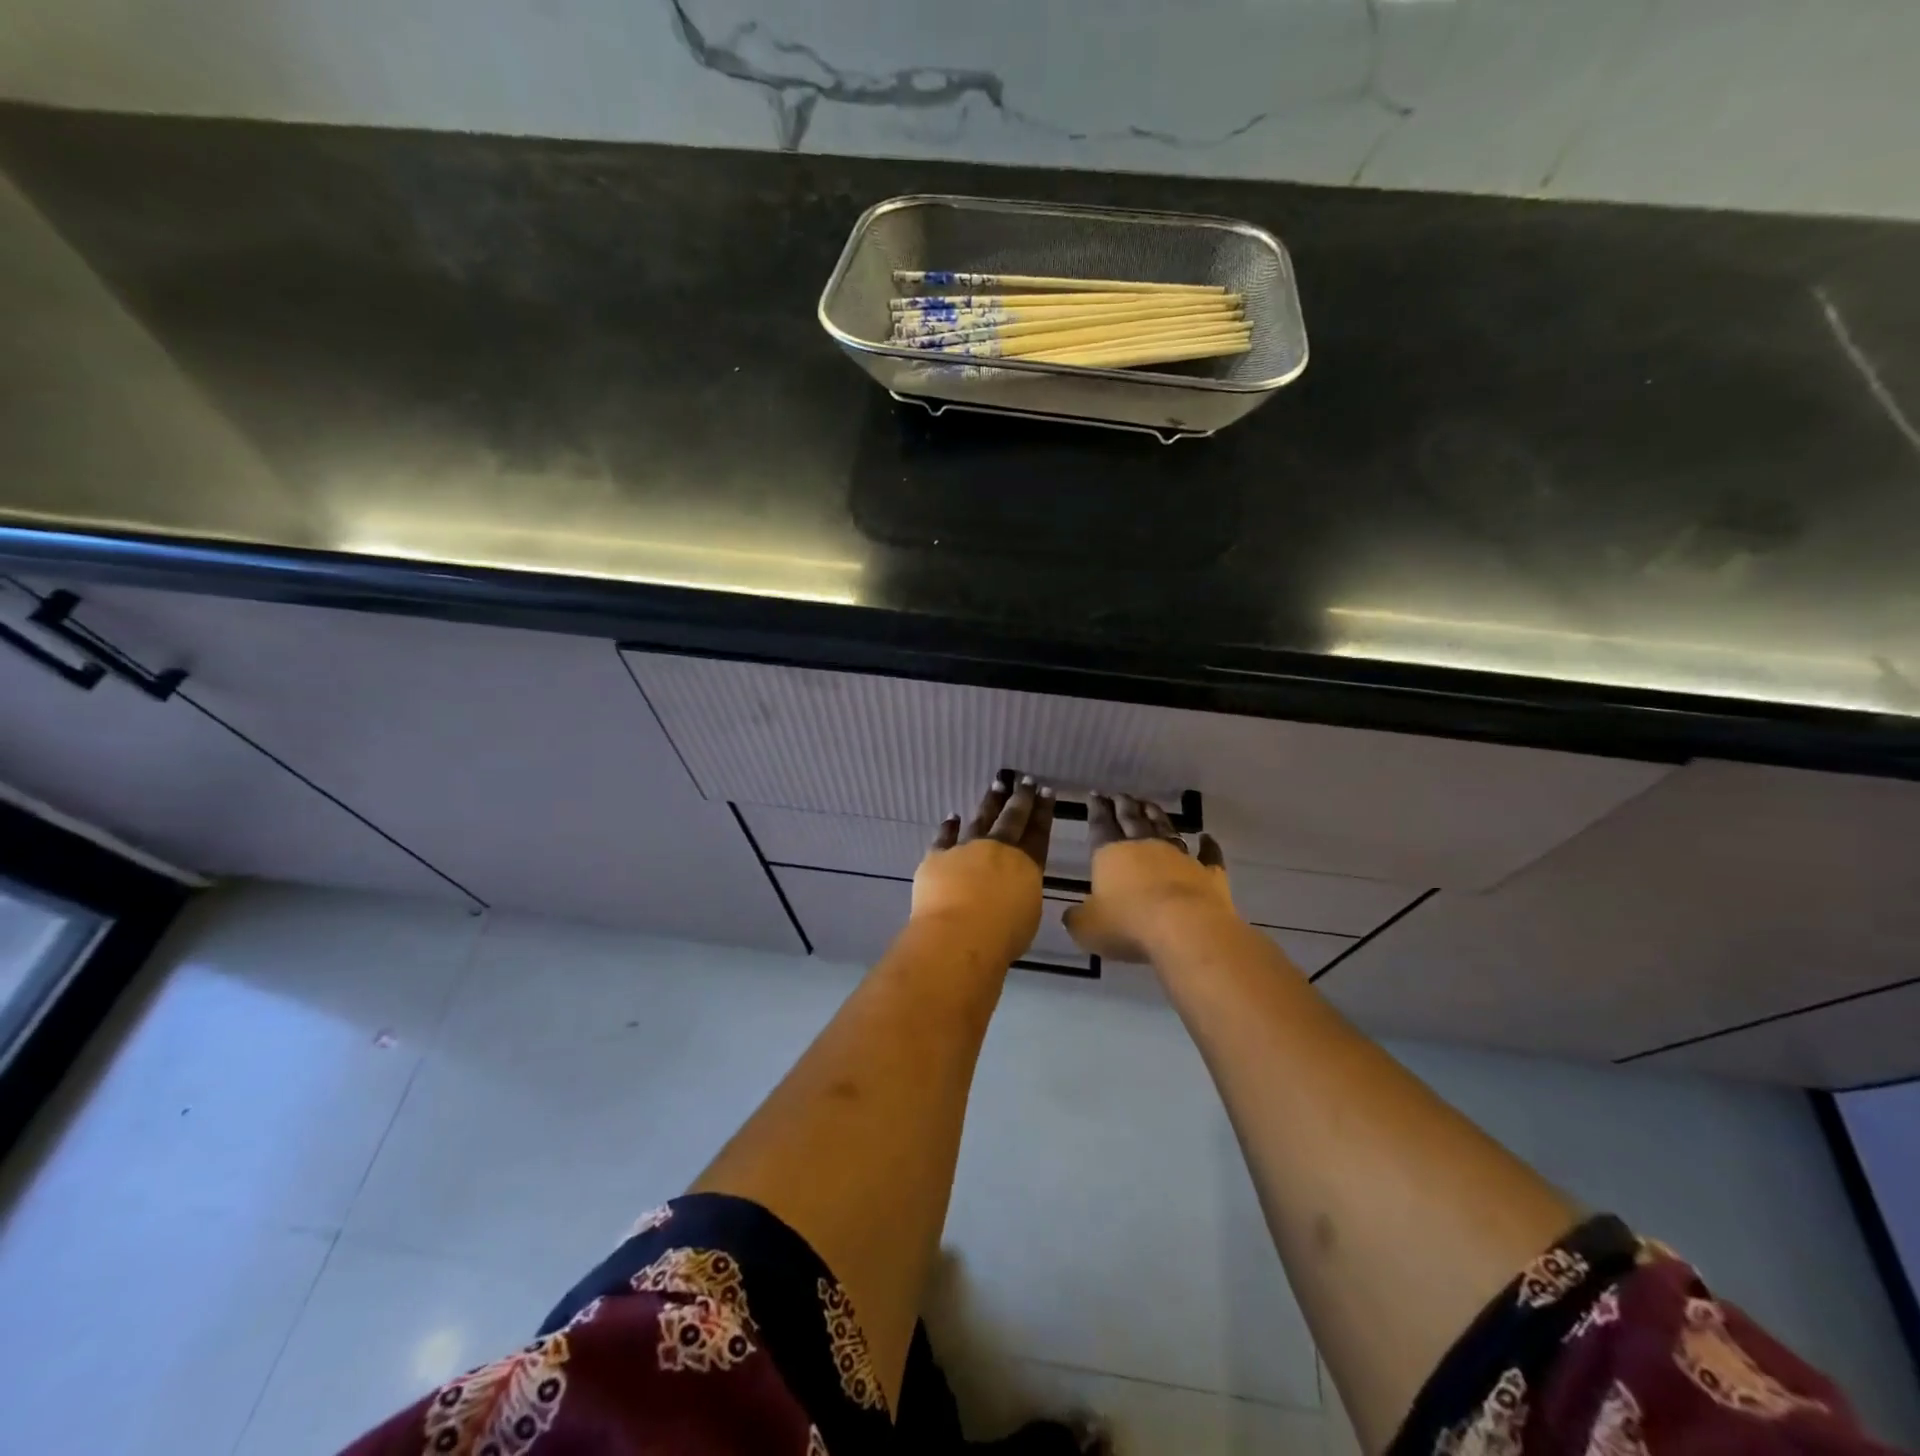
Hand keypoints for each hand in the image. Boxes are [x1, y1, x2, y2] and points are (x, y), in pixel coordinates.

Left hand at [912, 775, 1055, 964]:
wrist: (958, 935)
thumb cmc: (1002, 935)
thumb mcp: (1028, 915)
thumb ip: (1023, 893)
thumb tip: (1015, 886)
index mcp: (1026, 865)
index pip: (1038, 832)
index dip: (1043, 811)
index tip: (1045, 791)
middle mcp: (998, 849)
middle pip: (1012, 819)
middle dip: (1020, 798)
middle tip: (1024, 780)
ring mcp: (966, 849)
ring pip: (980, 820)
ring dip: (990, 803)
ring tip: (996, 786)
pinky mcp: (938, 857)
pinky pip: (944, 837)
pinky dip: (949, 826)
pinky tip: (952, 816)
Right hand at [1064, 795, 1234, 962]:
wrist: (1185, 929)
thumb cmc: (1128, 925)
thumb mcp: (1088, 928)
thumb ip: (1077, 918)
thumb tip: (1071, 915)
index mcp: (1111, 854)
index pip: (1100, 825)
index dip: (1096, 809)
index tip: (1095, 794)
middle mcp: (1145, 847)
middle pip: (1132, 820)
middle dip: (1124, 806)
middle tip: (1119, 795)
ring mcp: (1179, 856)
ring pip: (1166, 828)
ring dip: (1156, 815)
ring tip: (1148, 804)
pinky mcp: (1209, 873)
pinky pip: (1209, 855)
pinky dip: (1208, 845)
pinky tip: (1207, 837)